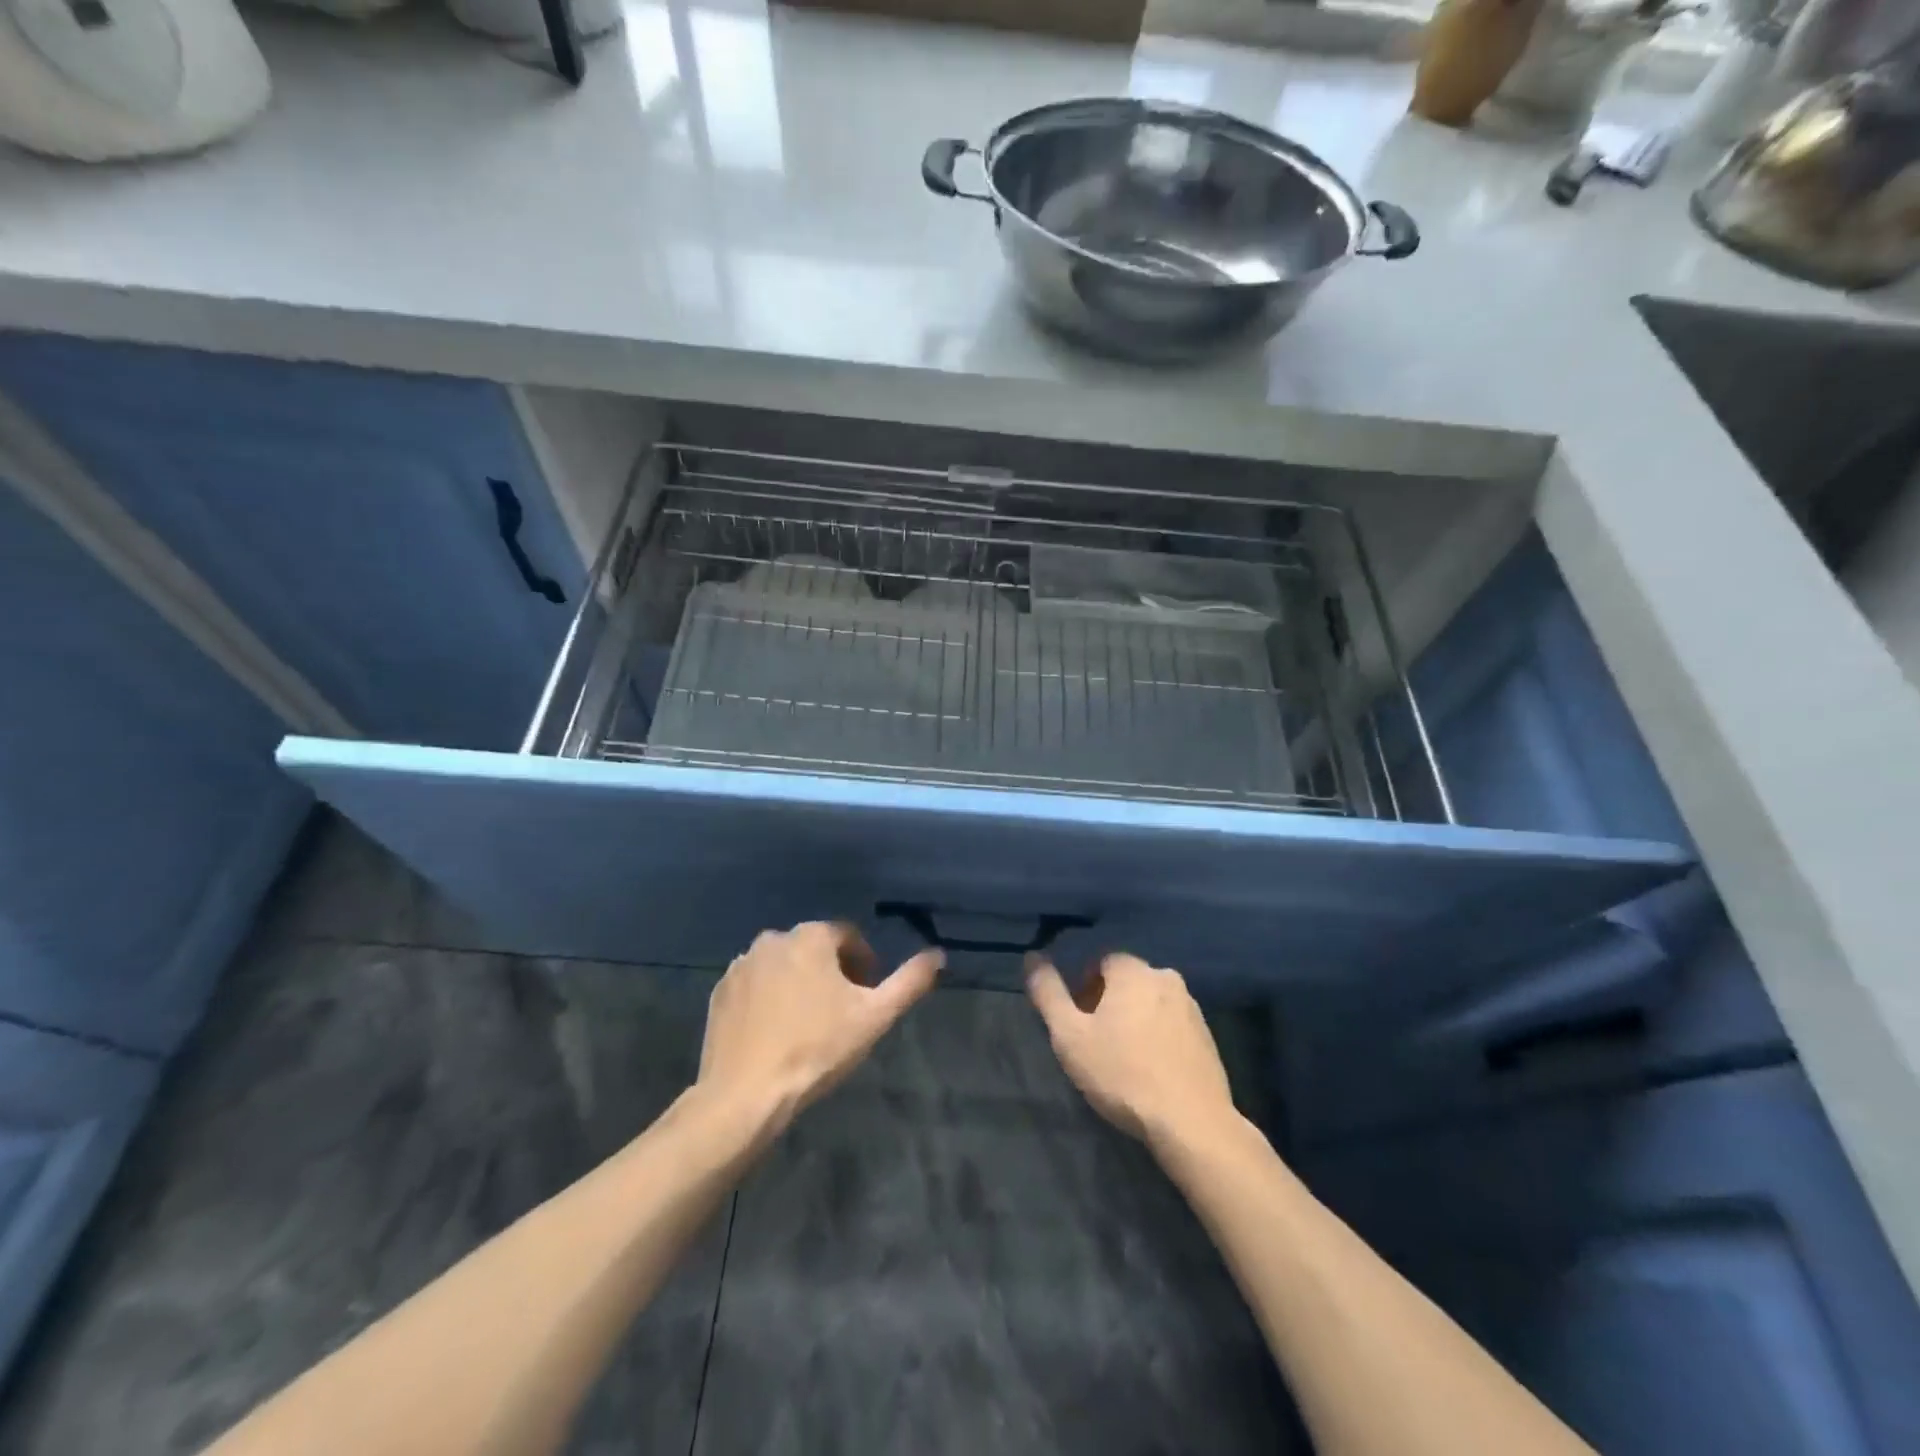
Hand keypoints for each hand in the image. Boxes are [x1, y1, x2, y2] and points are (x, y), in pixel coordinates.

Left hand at [698, 922, 941, 1134]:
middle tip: (842, 1011)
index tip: (867, 994)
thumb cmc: (816, 1049)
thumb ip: (910, 981)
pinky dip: (769, 998)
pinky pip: (755, 985)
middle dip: (832, 972)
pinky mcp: (720, 992)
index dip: (864, 962)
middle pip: (814, 948)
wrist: (745, 1094)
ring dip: (799, 983)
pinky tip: (776, 1032)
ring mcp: (741, 965)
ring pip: (783, 965)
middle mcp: (773, 939)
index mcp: (811, 937)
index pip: (848, 936)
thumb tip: (938, 954)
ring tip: (809, 1024)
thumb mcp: (875, 1016)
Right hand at [1027, 952, 1234, 1143]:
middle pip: (1127, 981)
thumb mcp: (1070, 1035)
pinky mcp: (1209, 1038)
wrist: (1191, 1122)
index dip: (1083, 987)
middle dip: (1108, 1003)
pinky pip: (1172, 1026)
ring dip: (1135, 1020)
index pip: (1101, 961)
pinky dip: (1158, 1038)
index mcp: (1134, 971)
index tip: (1077, 1020)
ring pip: (1151, 1003)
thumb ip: (1048, 993)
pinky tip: (1150, 1071)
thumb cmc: (1123, 1073)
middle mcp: (1166, 978)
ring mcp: (1193, 1008)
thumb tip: (1033, 956)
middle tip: (1095, 1040)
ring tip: (1122, 1059)